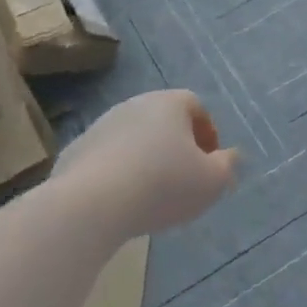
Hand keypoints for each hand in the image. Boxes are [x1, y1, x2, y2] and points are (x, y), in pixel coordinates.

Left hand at [53, 90, 238, 237]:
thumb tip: (230, 157)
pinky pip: (107, 158)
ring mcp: (101, 125)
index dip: (208, 133)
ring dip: (146, 159)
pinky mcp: (76, 150)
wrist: (92, 203)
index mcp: (170, 103)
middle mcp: (135, 104)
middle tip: (184, 178)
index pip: (196, 106)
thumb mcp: (212, 181)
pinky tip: (121, 201)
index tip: (211, 162)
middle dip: (177, 146)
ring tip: (151, 195)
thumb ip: (227, 166)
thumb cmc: (163, 185)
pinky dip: (118, 173)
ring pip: (134, 139)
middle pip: (163, 121)